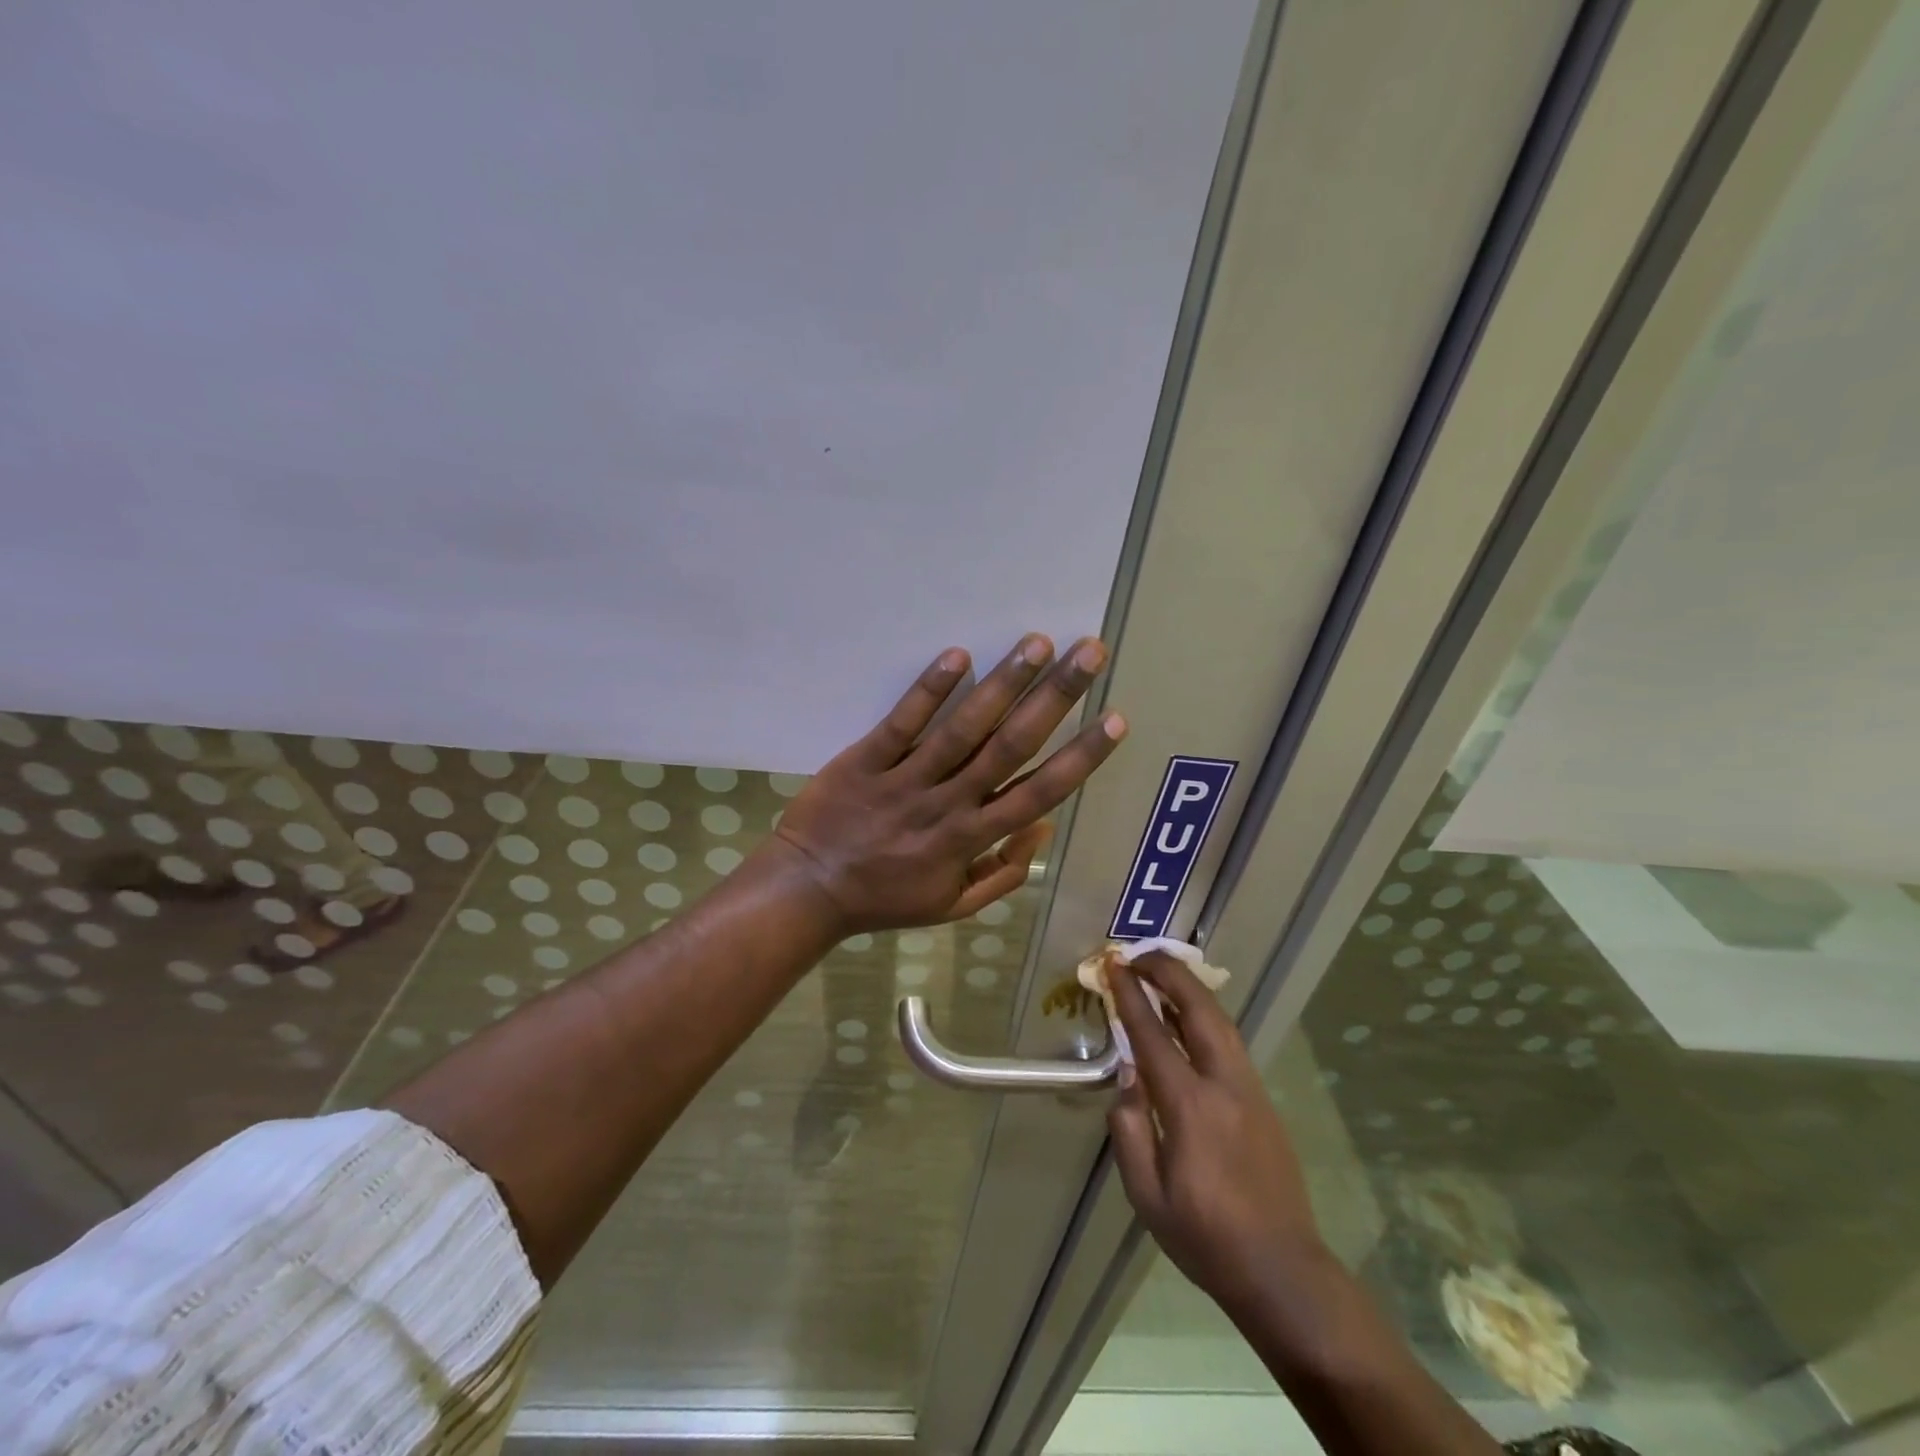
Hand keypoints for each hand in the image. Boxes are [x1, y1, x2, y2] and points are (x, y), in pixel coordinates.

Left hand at [764, 634, 1126, 934]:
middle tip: (1088, 652)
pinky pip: (902, 723)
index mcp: (971, 839)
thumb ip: (1003, 873)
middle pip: (1011, 747)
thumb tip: (1045, 828)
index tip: (1115, 719)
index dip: (1081, 757)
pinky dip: (929, 690)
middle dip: (1055, 698)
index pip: (1039, 793)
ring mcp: (905, 780)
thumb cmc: (885, 898)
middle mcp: (947, 804)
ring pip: (962, 729)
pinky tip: (958, 655)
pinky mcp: (865, 760)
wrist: (808, 890)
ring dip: (1003, 684)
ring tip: (1036, 643)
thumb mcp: (953, 906)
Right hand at [1106, 953, 1330, 1323]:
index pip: (1153, 1034)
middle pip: (1199, 1008)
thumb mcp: (1146, 1195)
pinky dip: (1205, 1016)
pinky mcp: (1264, 1100)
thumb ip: (1128, 1129)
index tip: (1113, 966)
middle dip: (1168, 972)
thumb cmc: (1205, 1237)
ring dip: (1189, 989)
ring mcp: (1250, 1089)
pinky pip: (1230, 1042)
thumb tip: (1127, 1077)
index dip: (1130, 995)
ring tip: (1161, 976)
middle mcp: (1224, 1084)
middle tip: (1139, 955)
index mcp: (1189, 1105)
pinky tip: (1188, 1021)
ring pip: (1221, 1020)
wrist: (1282, 1270)